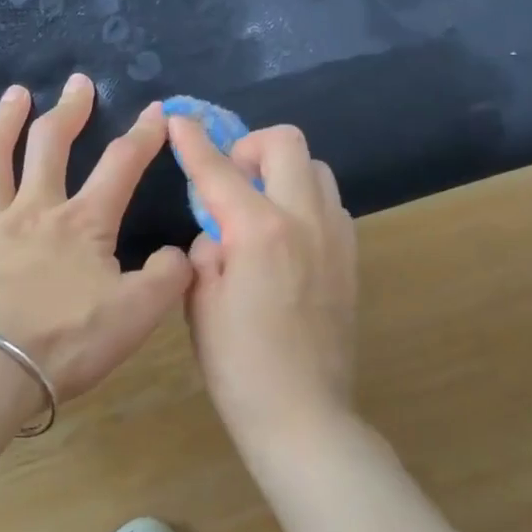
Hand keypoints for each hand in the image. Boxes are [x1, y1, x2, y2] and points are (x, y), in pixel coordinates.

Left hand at [0, 75, 192, 402]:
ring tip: (15, 94)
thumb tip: (181, 252)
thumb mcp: (135, 317)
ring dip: (7, 120)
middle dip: (70, 110)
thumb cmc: (63, 342)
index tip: (157, 109)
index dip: (144, 135)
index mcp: (83, 223)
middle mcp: (35, 208)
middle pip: (51, 144)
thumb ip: (166, 279)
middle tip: (78, 82)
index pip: (121, 165)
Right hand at [166, 117, 358, 447]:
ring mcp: (336, 236)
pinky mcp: (352, 257)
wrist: (303, 413)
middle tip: (231, 176)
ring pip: (316, 169)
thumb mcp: (201, 302)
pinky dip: (304, 201)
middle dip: (251, 145)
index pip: (220, 169)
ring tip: (259, 206)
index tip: (179, 118)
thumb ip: (207, 249)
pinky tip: (285, 237)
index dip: (194, 140)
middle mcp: (305, 220)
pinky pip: (330, 204)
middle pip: (286, 143)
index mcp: (260, 230)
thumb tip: (218, 231)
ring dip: (283, 172)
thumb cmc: (238, 364)